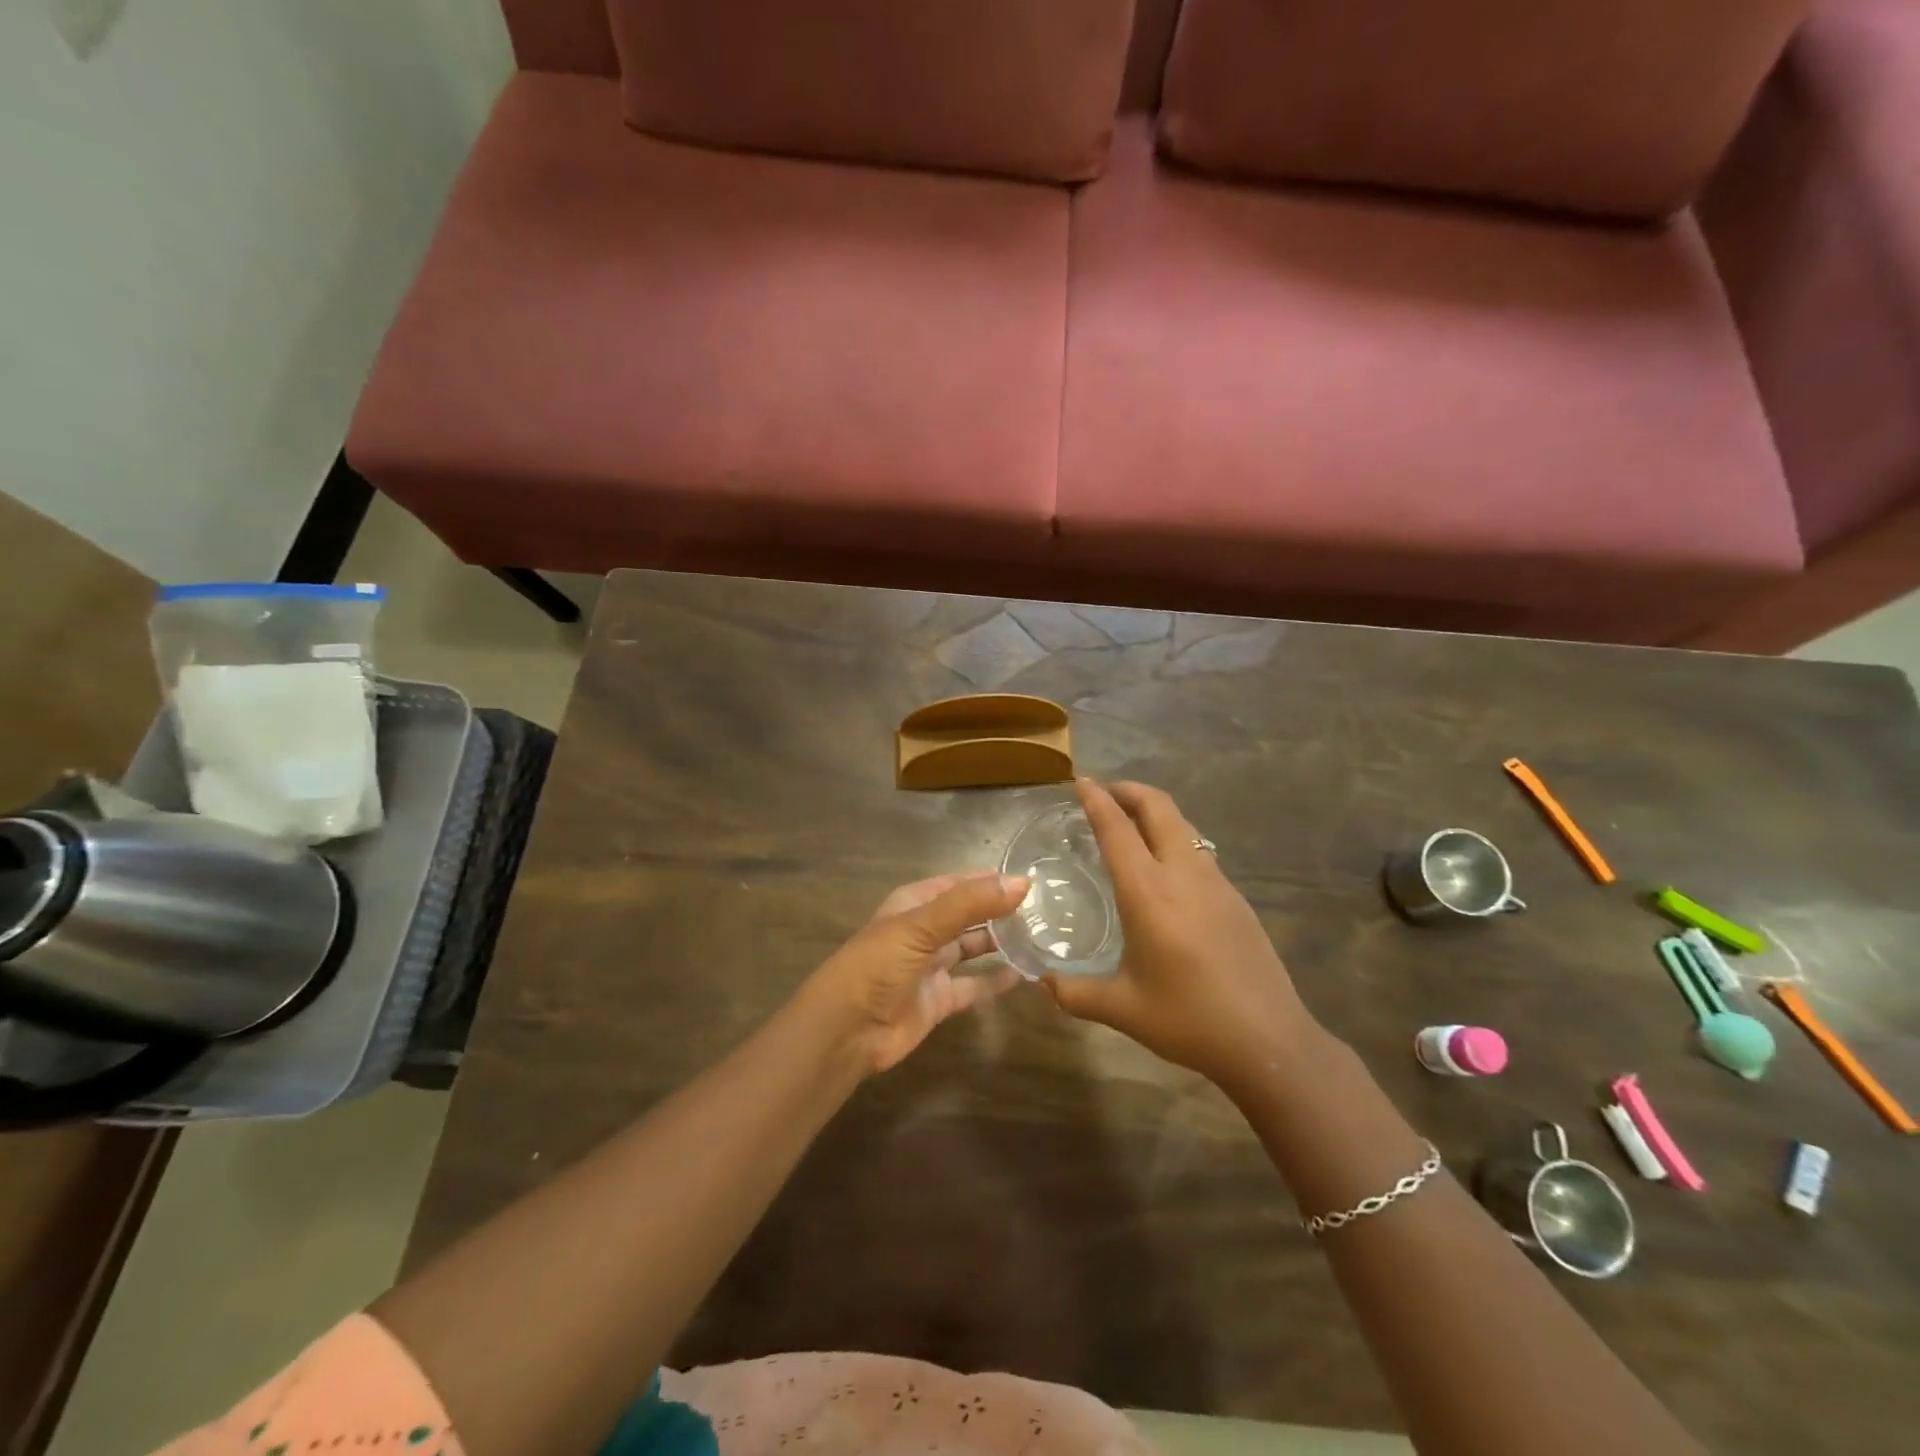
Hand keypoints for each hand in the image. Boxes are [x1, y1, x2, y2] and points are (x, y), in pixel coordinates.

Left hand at [802, 873, 1027, 1074]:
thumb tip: (1022, 882)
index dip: (990, 880)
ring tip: (1041, 935)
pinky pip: (974, 985)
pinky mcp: (939, 1000)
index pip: (959, 884)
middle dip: (1000, 910)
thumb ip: (971, 903)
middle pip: (968, 915)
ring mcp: (932, 966)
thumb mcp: (923, 926)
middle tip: (1045, 909)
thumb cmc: (879, 965)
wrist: (847, 1030)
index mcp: (914, 903)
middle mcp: (924, 931)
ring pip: (973, 947)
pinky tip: (1026, 973)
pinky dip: (997, 981)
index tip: (1031, 880)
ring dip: (1001, 942)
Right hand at [1045, 779, 1321, 1091]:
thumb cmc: (1188, 1019)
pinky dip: (1173, 838)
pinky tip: (1163, 870)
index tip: (1080, 781)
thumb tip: (1042, 982)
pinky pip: (1197, 850)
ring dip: (1154, 812)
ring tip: (1130, 825)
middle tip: (1103, 793)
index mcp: (1148, 892)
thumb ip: (1075, 993)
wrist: (1268, 1040)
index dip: (1097, 800)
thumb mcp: (1123, 1009)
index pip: (1117, 829)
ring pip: (1182, 825)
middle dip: (1129, 790)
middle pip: (1158, 807)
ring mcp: (1215, 882)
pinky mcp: (1235, 897)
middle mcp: (1183, 874)